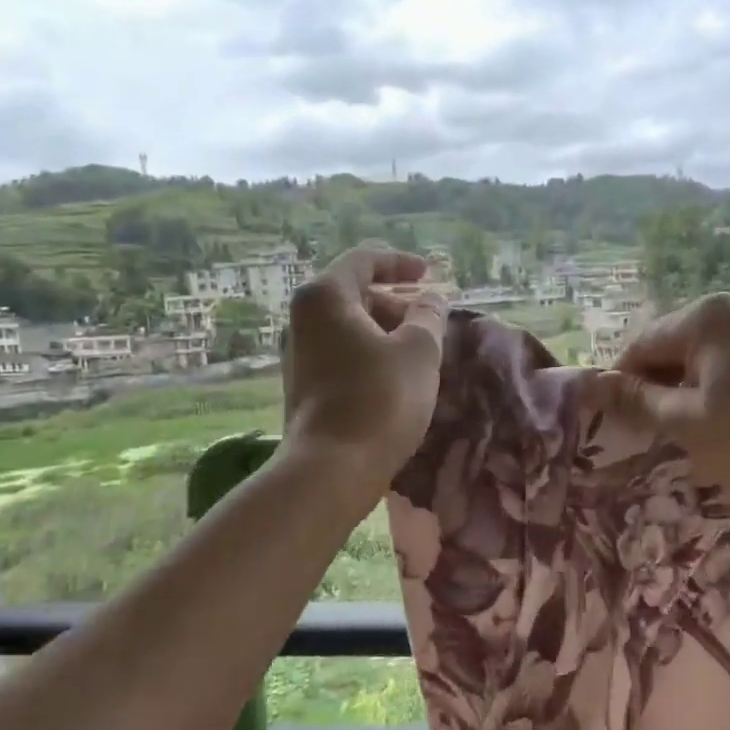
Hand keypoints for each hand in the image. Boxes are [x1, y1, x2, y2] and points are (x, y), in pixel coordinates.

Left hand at [282, 246, 447, 493]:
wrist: (332, 469)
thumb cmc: (380, 400)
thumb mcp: (419, 351)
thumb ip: (429, 315)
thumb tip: (431, 299)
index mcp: (325, 296)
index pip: (364, 260)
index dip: (401, 262)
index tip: (429, 274)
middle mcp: (303, 318)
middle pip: (355, 293)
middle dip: (396, 302)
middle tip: (430, 319)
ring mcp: (299, 354)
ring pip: (349, 326)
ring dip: (386, 331)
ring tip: (420, 350)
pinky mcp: (304, 385)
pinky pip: (342, 353)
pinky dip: (370, 353)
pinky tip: (396, 376)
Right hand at [595, 293, 729, 504]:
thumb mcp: (683, 422)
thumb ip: (634, 398)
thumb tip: (591, 383)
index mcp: (705, 316)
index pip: (641, 346)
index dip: (625, 385)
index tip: (622, 422)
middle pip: (673, 346)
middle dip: (659, 385)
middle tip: (659, 430)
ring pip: (704, 355)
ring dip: (690, 387)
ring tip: (697, 428)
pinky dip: (721, 386)